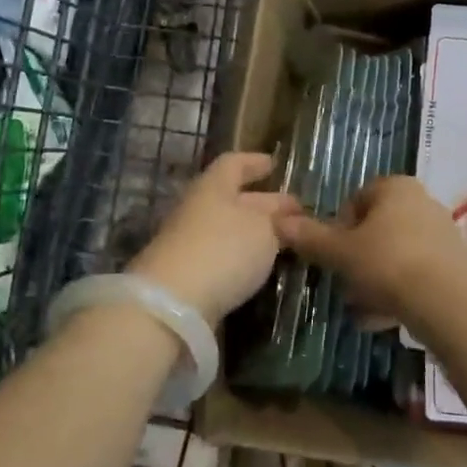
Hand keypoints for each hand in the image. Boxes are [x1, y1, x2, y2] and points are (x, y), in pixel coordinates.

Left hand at [131, 152, 299, 322]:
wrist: (172, 304)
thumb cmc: (223, 249)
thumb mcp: (264, 230)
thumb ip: (277, 221)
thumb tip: (284, 217)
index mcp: (213, 186)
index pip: (234, 163)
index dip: (255, 162)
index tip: (275, 164)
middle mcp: (198, 208)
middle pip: (233, 198)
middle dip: (264, 202)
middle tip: (294, 212)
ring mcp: (189, 242)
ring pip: (228, 228)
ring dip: (254, 232)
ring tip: (283, 242)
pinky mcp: (187, 274)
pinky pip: (220, 254)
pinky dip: (241, 256)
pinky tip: (258, 267)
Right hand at [277, 176, 466, 326]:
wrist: (448, 303)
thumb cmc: (388, 263)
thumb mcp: (340, 252)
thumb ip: (310, 237)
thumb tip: (277, 221)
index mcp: (395, 187)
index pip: (358, 198)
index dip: (340, 226)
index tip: (332, 254)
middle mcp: (422, 202)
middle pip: (378, 228)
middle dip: (357, 257)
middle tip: (343, 283)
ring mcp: (442, 234)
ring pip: (396, 254)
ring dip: (375, 279)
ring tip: (359, 309)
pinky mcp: (455, 267)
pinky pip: (416, 275)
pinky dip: (398, 293)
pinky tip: (381, 321)